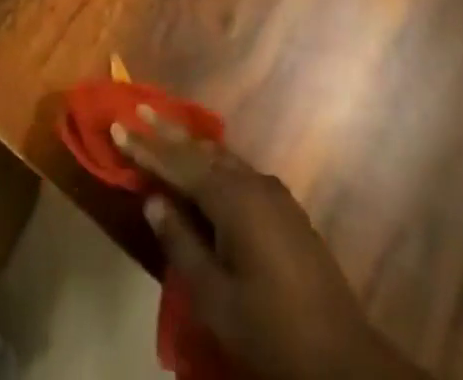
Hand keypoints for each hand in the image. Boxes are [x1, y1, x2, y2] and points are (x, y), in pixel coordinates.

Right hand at [118, 118, 425, 379]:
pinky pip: (239, 172)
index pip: (179, 165)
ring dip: (191, 145)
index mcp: (234, 199)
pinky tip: (205, 166)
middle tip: (139, 107)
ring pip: (223, 158)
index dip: (146, 148)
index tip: (118, 124)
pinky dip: (214, 163)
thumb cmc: (271, 331)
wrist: (344, 359)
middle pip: (202, 150)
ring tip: (164, 128)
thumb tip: (155, 201)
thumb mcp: (216, 298)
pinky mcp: (285, 210)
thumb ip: (182, 244)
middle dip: (168, 132)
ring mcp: (274, 194)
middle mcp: (254, 183)